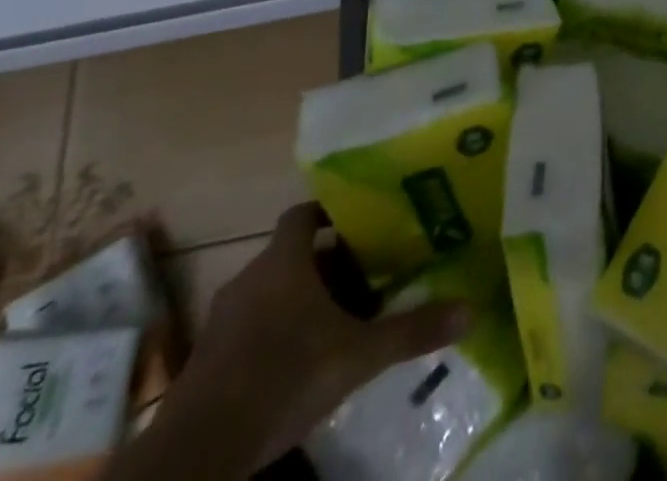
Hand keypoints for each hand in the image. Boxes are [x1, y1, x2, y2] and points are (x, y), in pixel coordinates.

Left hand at [161, 203, 471, 472]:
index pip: (304, 213)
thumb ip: (411, 330)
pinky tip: (301, 359)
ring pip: (271, 292)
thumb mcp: (358, 355)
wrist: (196, 454)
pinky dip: (276, 332)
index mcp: (283, 260)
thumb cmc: (282, 378)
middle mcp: (250, 278)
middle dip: (328, 262)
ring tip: (339, 318)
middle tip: (366, 274)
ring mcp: (222, 320)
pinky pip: (251, 326)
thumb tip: (470, 309)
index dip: (332, 212)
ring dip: (301, 299)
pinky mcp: (207, 359)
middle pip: (293, 254)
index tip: (362, 222)